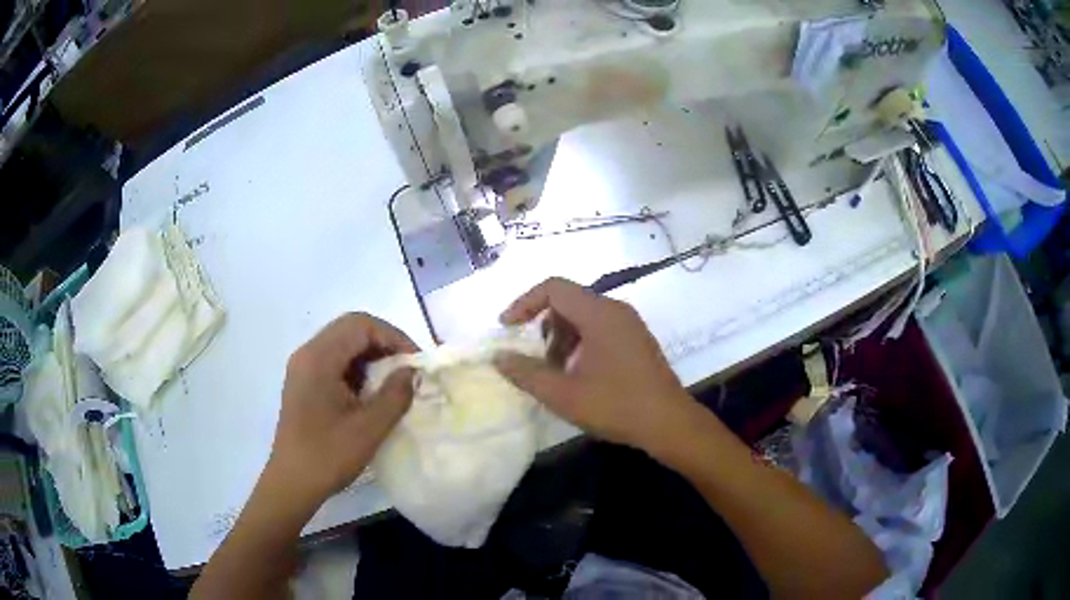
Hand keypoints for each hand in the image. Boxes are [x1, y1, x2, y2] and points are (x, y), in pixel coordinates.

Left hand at [264, 313, 418, 510]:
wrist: (292, 483)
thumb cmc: (328, 455)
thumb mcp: (369, 428)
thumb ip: (395, 395)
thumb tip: (412, 372)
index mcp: (319, 358)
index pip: (361, 325)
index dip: (393, 336)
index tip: (415, 362)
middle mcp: (307, 354)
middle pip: (350, 328)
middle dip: (384, 343)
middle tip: (407, 368)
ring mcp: (303, 367)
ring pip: (343, 343)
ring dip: (371, 355)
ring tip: (393, 381)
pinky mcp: (303, 382)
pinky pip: (334, 360)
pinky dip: (357, 368)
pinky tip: (370, 393)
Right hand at [494, 278, 697, 452]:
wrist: (669, 423)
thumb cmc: (616, 405)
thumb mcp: (563, 394)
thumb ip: (525, 373)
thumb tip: (498, 357)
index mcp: (599, 313)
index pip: (553, 288)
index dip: (524, 303)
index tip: (507, 328)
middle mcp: (616, 310)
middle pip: (568, 302)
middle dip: (544, 327)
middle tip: (536, 360)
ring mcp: (629, 325)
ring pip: (583, 317)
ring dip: (562, 339)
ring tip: (557, 374)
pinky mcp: (636, 340)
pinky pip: (599, 329)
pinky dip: (580, 344)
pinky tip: (579, 376)